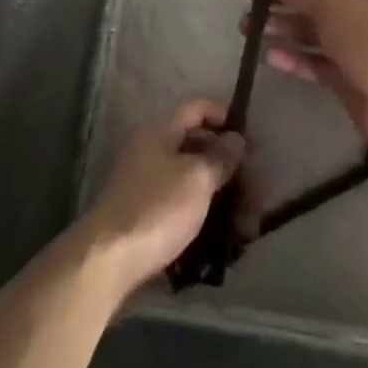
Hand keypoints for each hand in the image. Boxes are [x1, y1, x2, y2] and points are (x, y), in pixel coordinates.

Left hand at [83, 98, 246, 296]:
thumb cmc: (156, 208)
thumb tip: (235, 139)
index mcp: (159, 130)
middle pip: (199, 146)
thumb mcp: (197, 178)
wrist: (108, 261)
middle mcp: (151, 149)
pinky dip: (207, 216)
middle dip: (232, 168)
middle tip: (259, 192)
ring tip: (249, 228)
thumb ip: (220, 156)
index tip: (251, 138)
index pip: (196, 106)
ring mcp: (147, 183)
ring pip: (195, 180)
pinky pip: (184, 205)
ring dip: (225, 198)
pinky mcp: (147, 214)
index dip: (225, 115)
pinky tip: (228, 240)